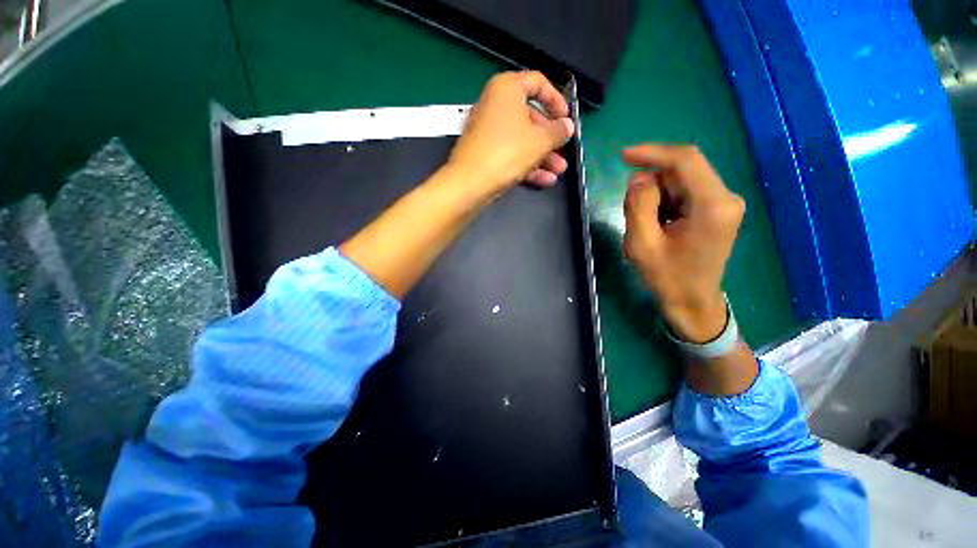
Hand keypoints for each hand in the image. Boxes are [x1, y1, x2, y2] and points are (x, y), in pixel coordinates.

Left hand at [448, 71, 574, 192]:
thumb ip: (558, 131)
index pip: (538, 83)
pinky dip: (527, 164)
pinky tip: (545, 179)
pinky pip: (510, 153)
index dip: (556, 99)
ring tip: (558, 170)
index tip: (566, 117)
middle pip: (530, 117)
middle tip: (564, 151)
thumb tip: (567, 127)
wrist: (470, 183)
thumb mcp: (540, 141)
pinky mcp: (484, 152)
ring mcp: (487, 131)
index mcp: (506, 88)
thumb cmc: (507, 152)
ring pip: (521, 139)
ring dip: (542, 156)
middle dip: (550, 138)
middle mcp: (495, 105)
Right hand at [622, 144, 745, 342]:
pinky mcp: (718, 209)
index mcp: (712, 205)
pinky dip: (665, 203)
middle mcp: (725, 198)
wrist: (693, 302)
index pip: (685, 160)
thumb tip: (639, 178)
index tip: (624, 156)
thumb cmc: (667, 277)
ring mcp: (724, 203)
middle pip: (681, 171)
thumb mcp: (642, 244)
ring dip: (656, 197)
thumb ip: (638, 206)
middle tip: (633, 214)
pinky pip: (685, 192)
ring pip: (681, 181)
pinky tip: (659, 226)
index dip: (653, 153)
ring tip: (648, 227)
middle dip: (651, 185)